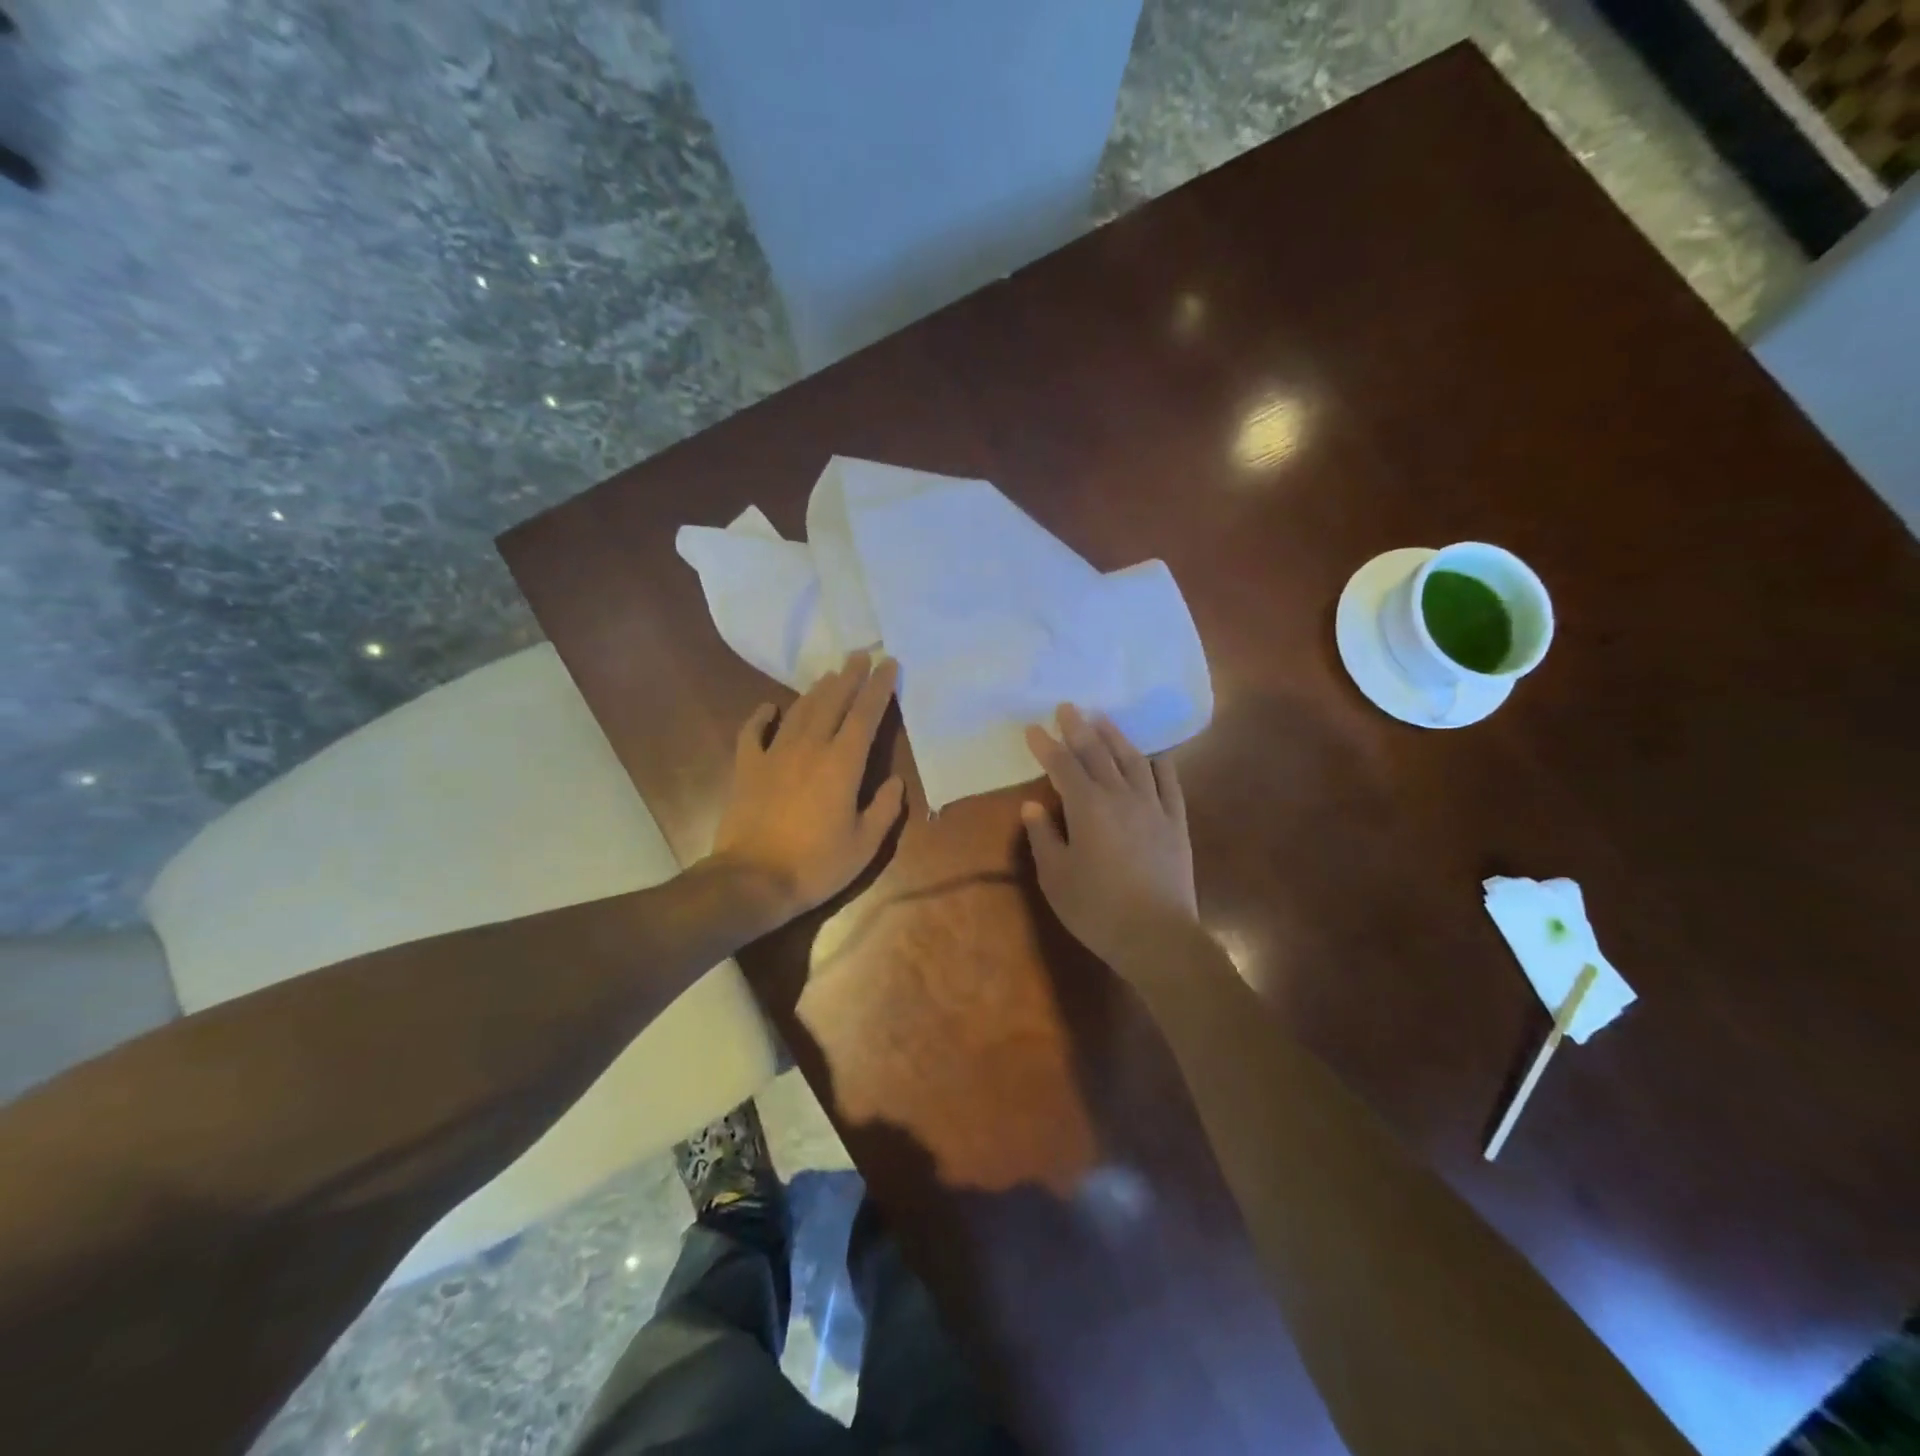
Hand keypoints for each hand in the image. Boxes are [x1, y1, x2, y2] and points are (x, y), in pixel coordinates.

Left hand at [709, 652, 906, 928]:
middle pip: (832, 702)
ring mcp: (774, 755)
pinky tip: (771, 707)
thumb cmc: (816, 865)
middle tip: (861, 655)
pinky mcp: (747, 768)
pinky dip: (762, 716)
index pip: (865, 715)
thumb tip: (896, 781)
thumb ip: (885, 809)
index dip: (878, 688)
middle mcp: (809, 748)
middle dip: (849, 676)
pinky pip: (753, 732)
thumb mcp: (865, 845)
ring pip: (799, 711)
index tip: (888, 663)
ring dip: (817, 690)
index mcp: (842, 764)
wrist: (752, 881)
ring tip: (830, 674)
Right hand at [1021, 704, 1198, 974]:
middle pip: (1097, 753)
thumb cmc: (1097, 909)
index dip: (1046, 746)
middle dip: (1079, 728)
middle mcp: (1120, 797)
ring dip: (1115, 736)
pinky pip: (1168, 781)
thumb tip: (1032, 806)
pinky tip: (1151, 753)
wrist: (1157, 935)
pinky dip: (1157, 762)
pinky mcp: (1175, 821)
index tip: (1033, 729)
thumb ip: (1044, 837)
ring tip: (1102, 718)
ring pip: (1133, 760)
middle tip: (1067, 707)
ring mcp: (1153, 806)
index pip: (1063, 767)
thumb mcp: (1056, 877)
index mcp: (1087, 808)